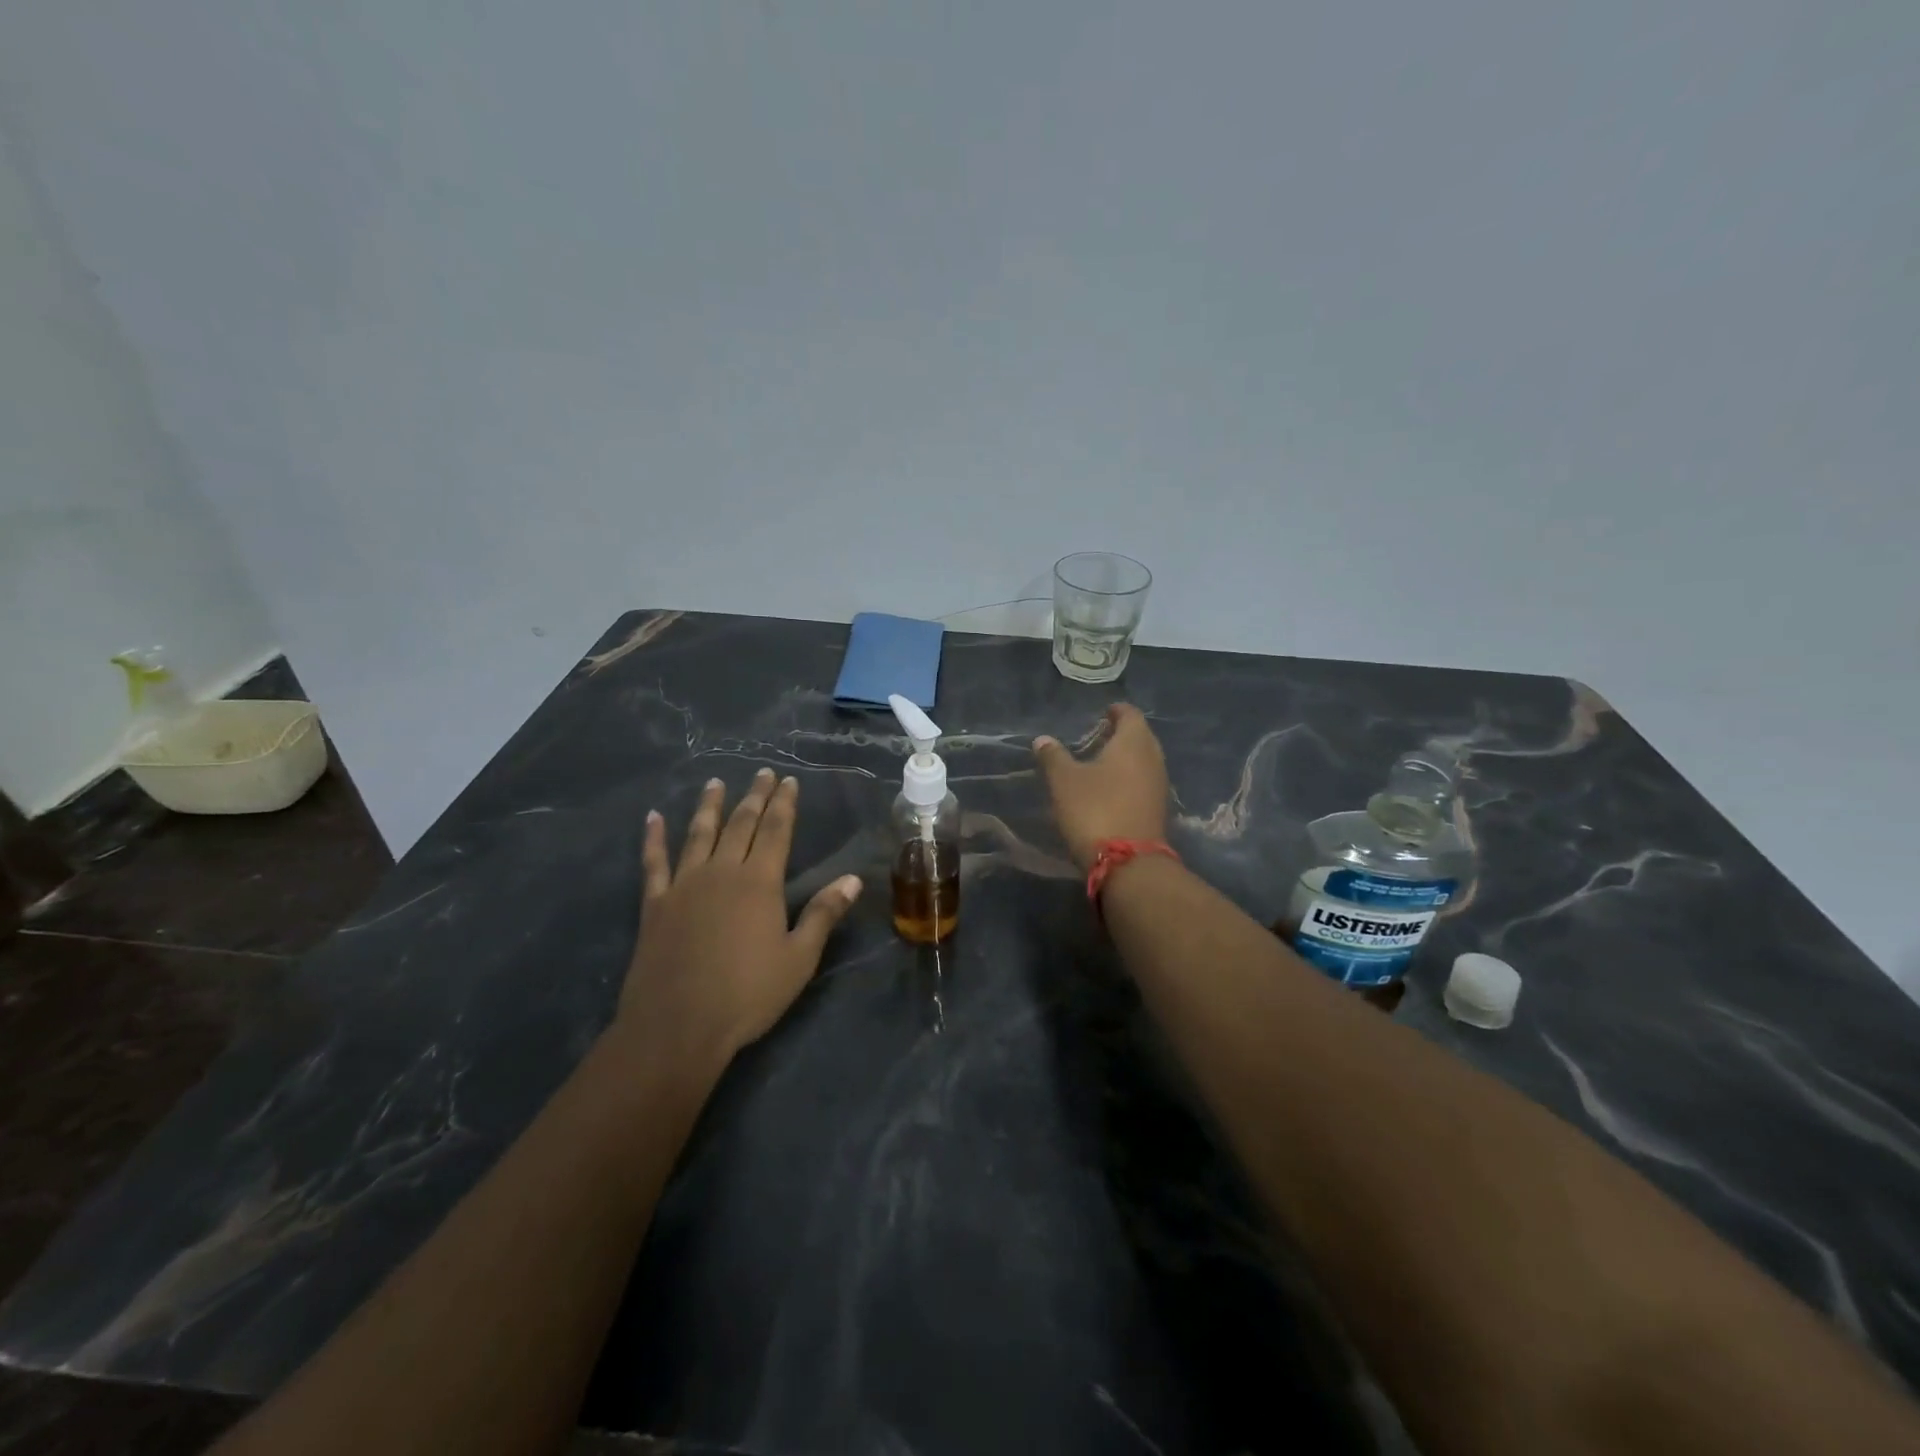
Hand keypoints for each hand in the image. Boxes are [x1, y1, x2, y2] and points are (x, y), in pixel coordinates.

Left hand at [617, 769, 863, 1067]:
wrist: (677, 1026)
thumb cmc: (747, 995)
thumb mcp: (799, 959)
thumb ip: (824, 914)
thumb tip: (853, 878)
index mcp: (759, 882)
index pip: (776, 831)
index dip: (784, 804)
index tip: (788, 780)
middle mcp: (722, 872)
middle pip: (740, 825)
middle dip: (754, 797)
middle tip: (762, 774)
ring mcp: (684, 885)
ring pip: (699, 834)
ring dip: (709, 806)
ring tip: (715, 783)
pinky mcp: (655, 904)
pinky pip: (654, 862)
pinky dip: (653, 838)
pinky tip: (653, 818)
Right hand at [1032, 704, 1169, 869]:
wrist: (1128, 863)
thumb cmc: (1095, 810)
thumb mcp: (1064, 781)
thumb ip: (1053, 757)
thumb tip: (1043, 739)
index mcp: (1133, 742)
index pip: (1130, 714)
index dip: (1116, 711)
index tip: (1104, 711)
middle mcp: (1153, 758)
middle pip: (1141, 736)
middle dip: (1123, 733)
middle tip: (1100, 735)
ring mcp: (1159, 785)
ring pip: (1144, 761)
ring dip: (1127, 758)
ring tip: (1102, 762)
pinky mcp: (1158, 809)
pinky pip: (1145, 782)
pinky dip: (1130, 779)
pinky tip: (1112, 789)